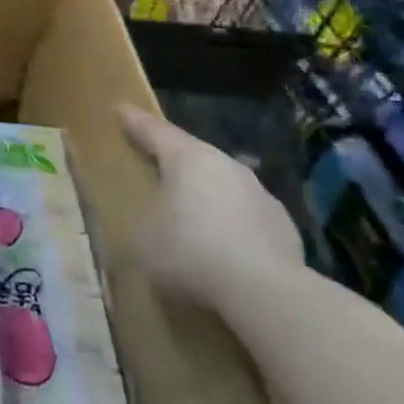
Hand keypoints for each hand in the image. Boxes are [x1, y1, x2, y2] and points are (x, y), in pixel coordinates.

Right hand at [120, 105, 303, 309]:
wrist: (267, 294)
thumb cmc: (190, 252)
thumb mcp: (144, 235)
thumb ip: (143, 216)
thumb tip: (149, 215)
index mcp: (187, 158)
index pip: (155, 130)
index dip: (135, 121)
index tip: (121, 109)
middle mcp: (225, 165)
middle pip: (192, 154)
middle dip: (172, 159)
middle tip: (153, 164)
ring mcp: (259, 194)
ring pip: (222, 184)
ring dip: (204, 193)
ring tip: (189, 212)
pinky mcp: (282, 226)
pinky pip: (245, 215)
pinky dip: (229, 222)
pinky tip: (222, 245)